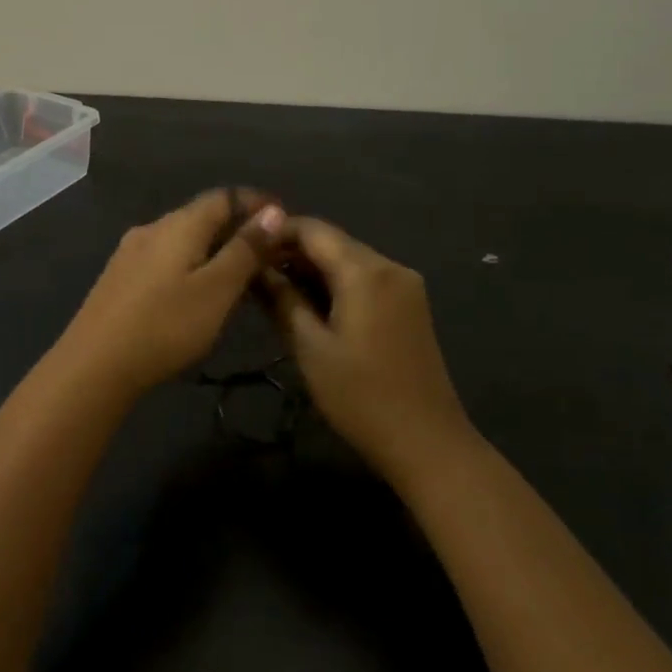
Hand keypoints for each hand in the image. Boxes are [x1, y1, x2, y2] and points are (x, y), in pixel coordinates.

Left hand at [57, 190, 285, 397]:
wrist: (94, 365)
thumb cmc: (165, 325)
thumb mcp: (216, 290)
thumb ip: (245, 250)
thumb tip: (273, 211)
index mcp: (179, 224)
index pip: (224, 196)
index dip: (256, 203)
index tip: (285, 219)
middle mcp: (152, 228)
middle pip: (201, 215)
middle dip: (236, 226)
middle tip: (268, 252)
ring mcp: (130, 253)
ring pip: (182, 238)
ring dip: (213, 247)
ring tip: (239, 273)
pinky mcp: (119, 278)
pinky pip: (165, 258)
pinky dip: (190, 263)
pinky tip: (196, 290)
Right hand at [263, 217, 475, 482]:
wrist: (426, 441)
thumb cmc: (360, 396)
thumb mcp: (310, 347)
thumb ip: (282, 299)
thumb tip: (255, 268)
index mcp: (365, 271)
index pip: (313, 229)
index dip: (276, 232)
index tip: (244, 249)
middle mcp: (390, 266)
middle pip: (333, 242)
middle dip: (292, 252)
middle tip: (253, 274)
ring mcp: (405, 285)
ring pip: (349, 260)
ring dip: (313, 269)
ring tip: (275, 291)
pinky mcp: (410, 305)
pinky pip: (366, 279)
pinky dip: (336, 284)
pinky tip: (311, 305)